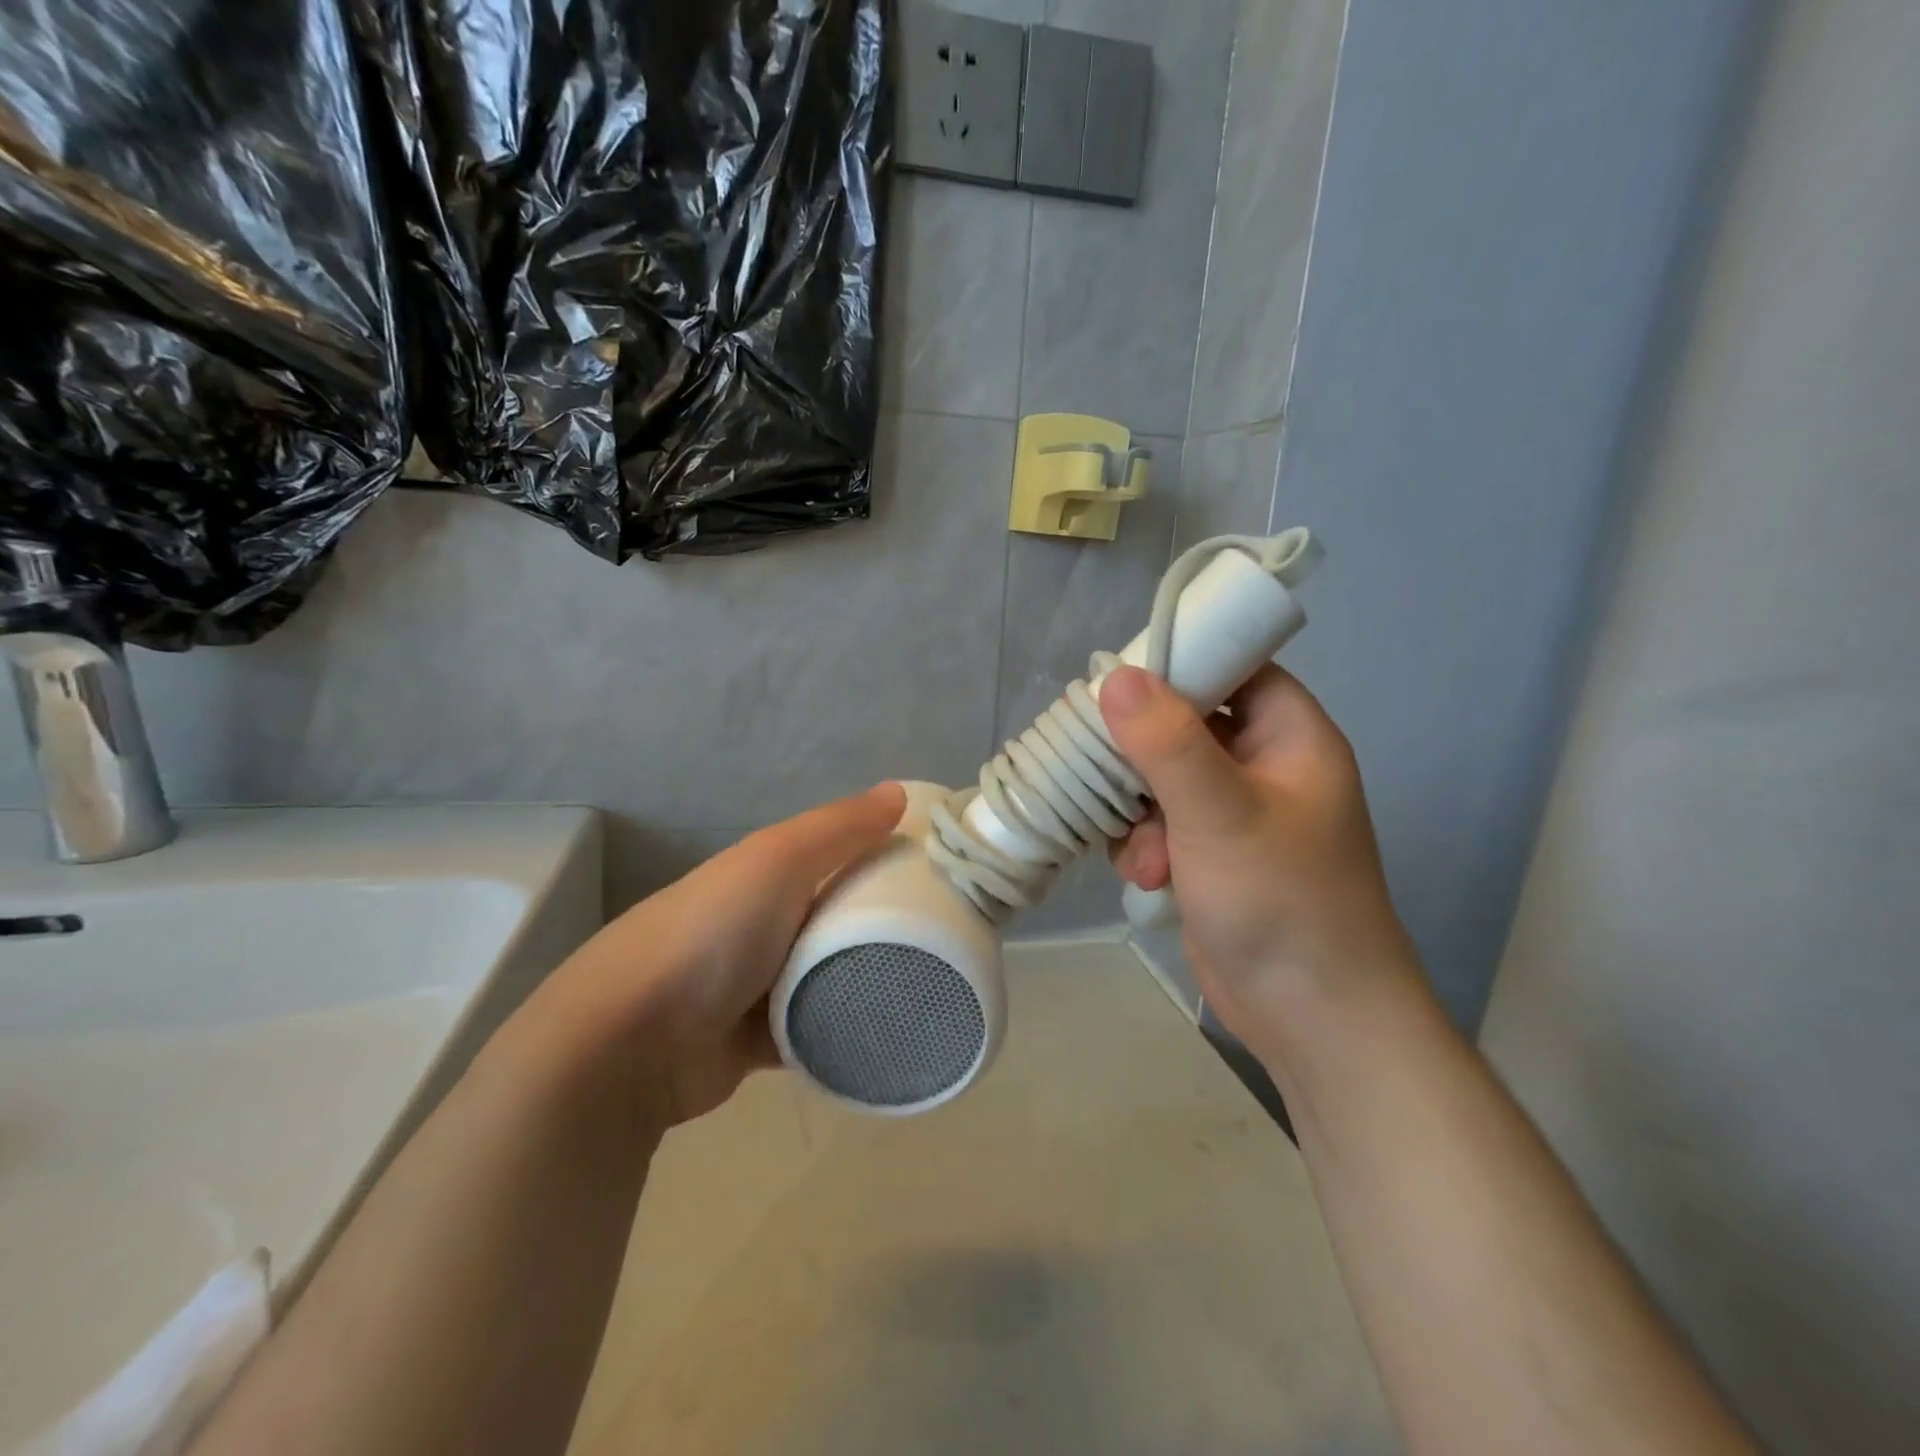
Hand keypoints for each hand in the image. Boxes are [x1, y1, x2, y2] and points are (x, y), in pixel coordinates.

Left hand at [513, 782, 906, 1126]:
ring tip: (931, 983)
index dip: (883, 854)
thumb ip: (839, 827)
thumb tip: (898, 791)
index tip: (939, 869)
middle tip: (949, 933)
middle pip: (837, 916)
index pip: (835, 854)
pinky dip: (843, 1033)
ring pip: (828, 976)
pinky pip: (814, 1031)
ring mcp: (755, 985)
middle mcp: (761, 923)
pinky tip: (889, 1034)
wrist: (630, 1043)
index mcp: (763, 874)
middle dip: (884, 921)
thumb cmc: (712, 933)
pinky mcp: (756, 1043)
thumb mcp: (777, 860)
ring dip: (866, 980)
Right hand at [1099, 665, 1417, 1058]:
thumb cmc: (1282, 902)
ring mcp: (1236, 813)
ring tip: (1142, 855)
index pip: (1232, 667)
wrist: (1313, 1019)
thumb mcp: (1221, 813)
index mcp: (1290, 736)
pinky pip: (1160, 822)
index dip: (1178, 664)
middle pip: (1185, 723)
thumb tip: (1116, 676)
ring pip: (1162, 778)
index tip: (1116, 681)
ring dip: (1137, 810)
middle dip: (1142, 756)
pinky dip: (1143, 843)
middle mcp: (1264, 766)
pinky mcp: (1210, 855)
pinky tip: (1144, 877)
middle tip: (1103, 769)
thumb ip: (1167, 742)